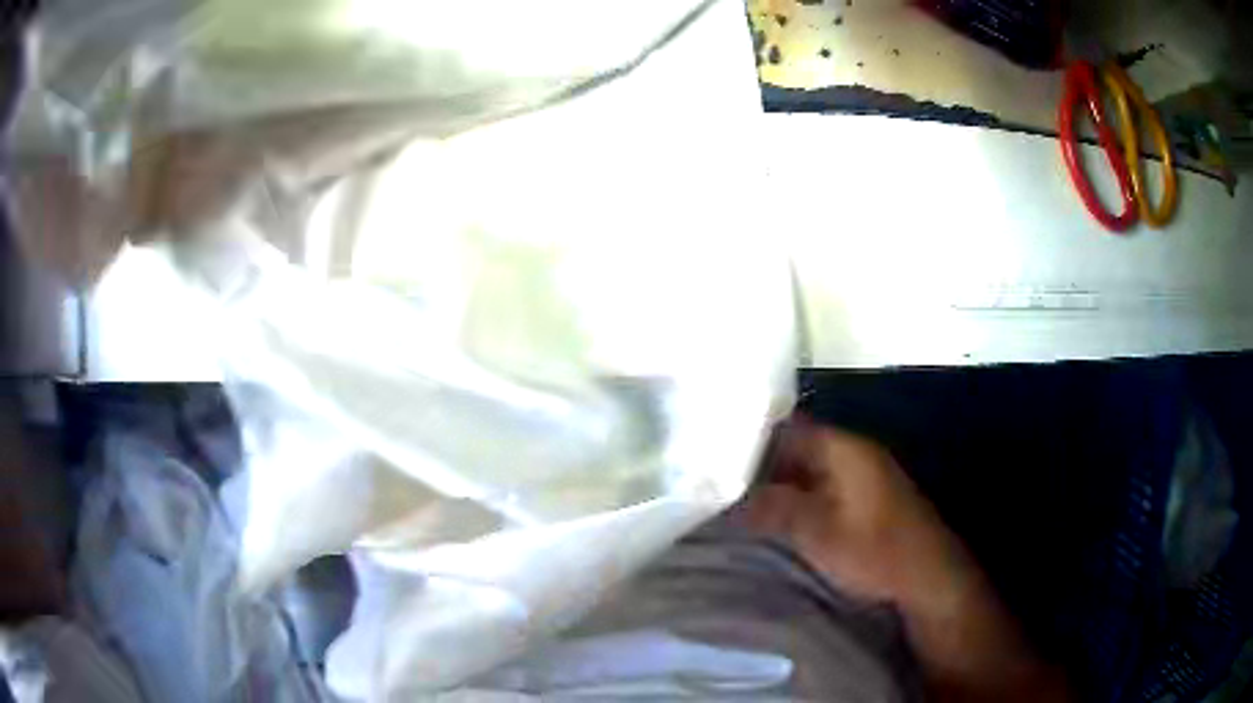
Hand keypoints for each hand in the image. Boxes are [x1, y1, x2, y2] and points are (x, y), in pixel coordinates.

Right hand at [739, 417, 1068, 702]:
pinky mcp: (862, 500)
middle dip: (758, 464)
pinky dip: (794, 498)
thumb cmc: (876, 551)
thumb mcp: (817, 533)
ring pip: (805, 470)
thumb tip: (729, 496)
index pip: (787, 426)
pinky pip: (818, 488)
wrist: (927, 577)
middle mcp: (852, 453)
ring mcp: (859, 477)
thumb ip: (773, 508)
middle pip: (795, 447)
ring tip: (733, 498)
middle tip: (715, 480)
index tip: (713, 453)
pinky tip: (770, 515)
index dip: (750, 437)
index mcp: (844, 448)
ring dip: (775, 483)